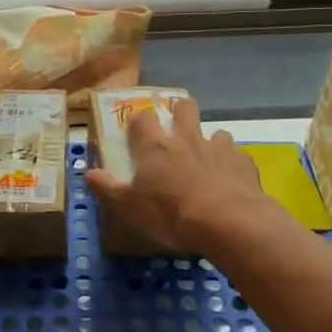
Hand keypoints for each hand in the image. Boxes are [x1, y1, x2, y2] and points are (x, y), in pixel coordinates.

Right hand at [86, 98, 269, 251]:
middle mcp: (186, 139)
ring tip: (207, 159)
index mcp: (155, 147)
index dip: (138, 122)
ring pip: (215, 131)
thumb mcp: (129, 207)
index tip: (136, 130)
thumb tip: (88, 173)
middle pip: (184, 108)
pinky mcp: (243, 163)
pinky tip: (230, 180)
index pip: (142, 119)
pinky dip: (232, 164)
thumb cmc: (171, 214)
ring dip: (210, 141)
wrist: (228, 223)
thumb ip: (107, 188)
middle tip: (177, 126)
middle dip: (180, 111)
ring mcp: (218, 148)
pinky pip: (237, 155)